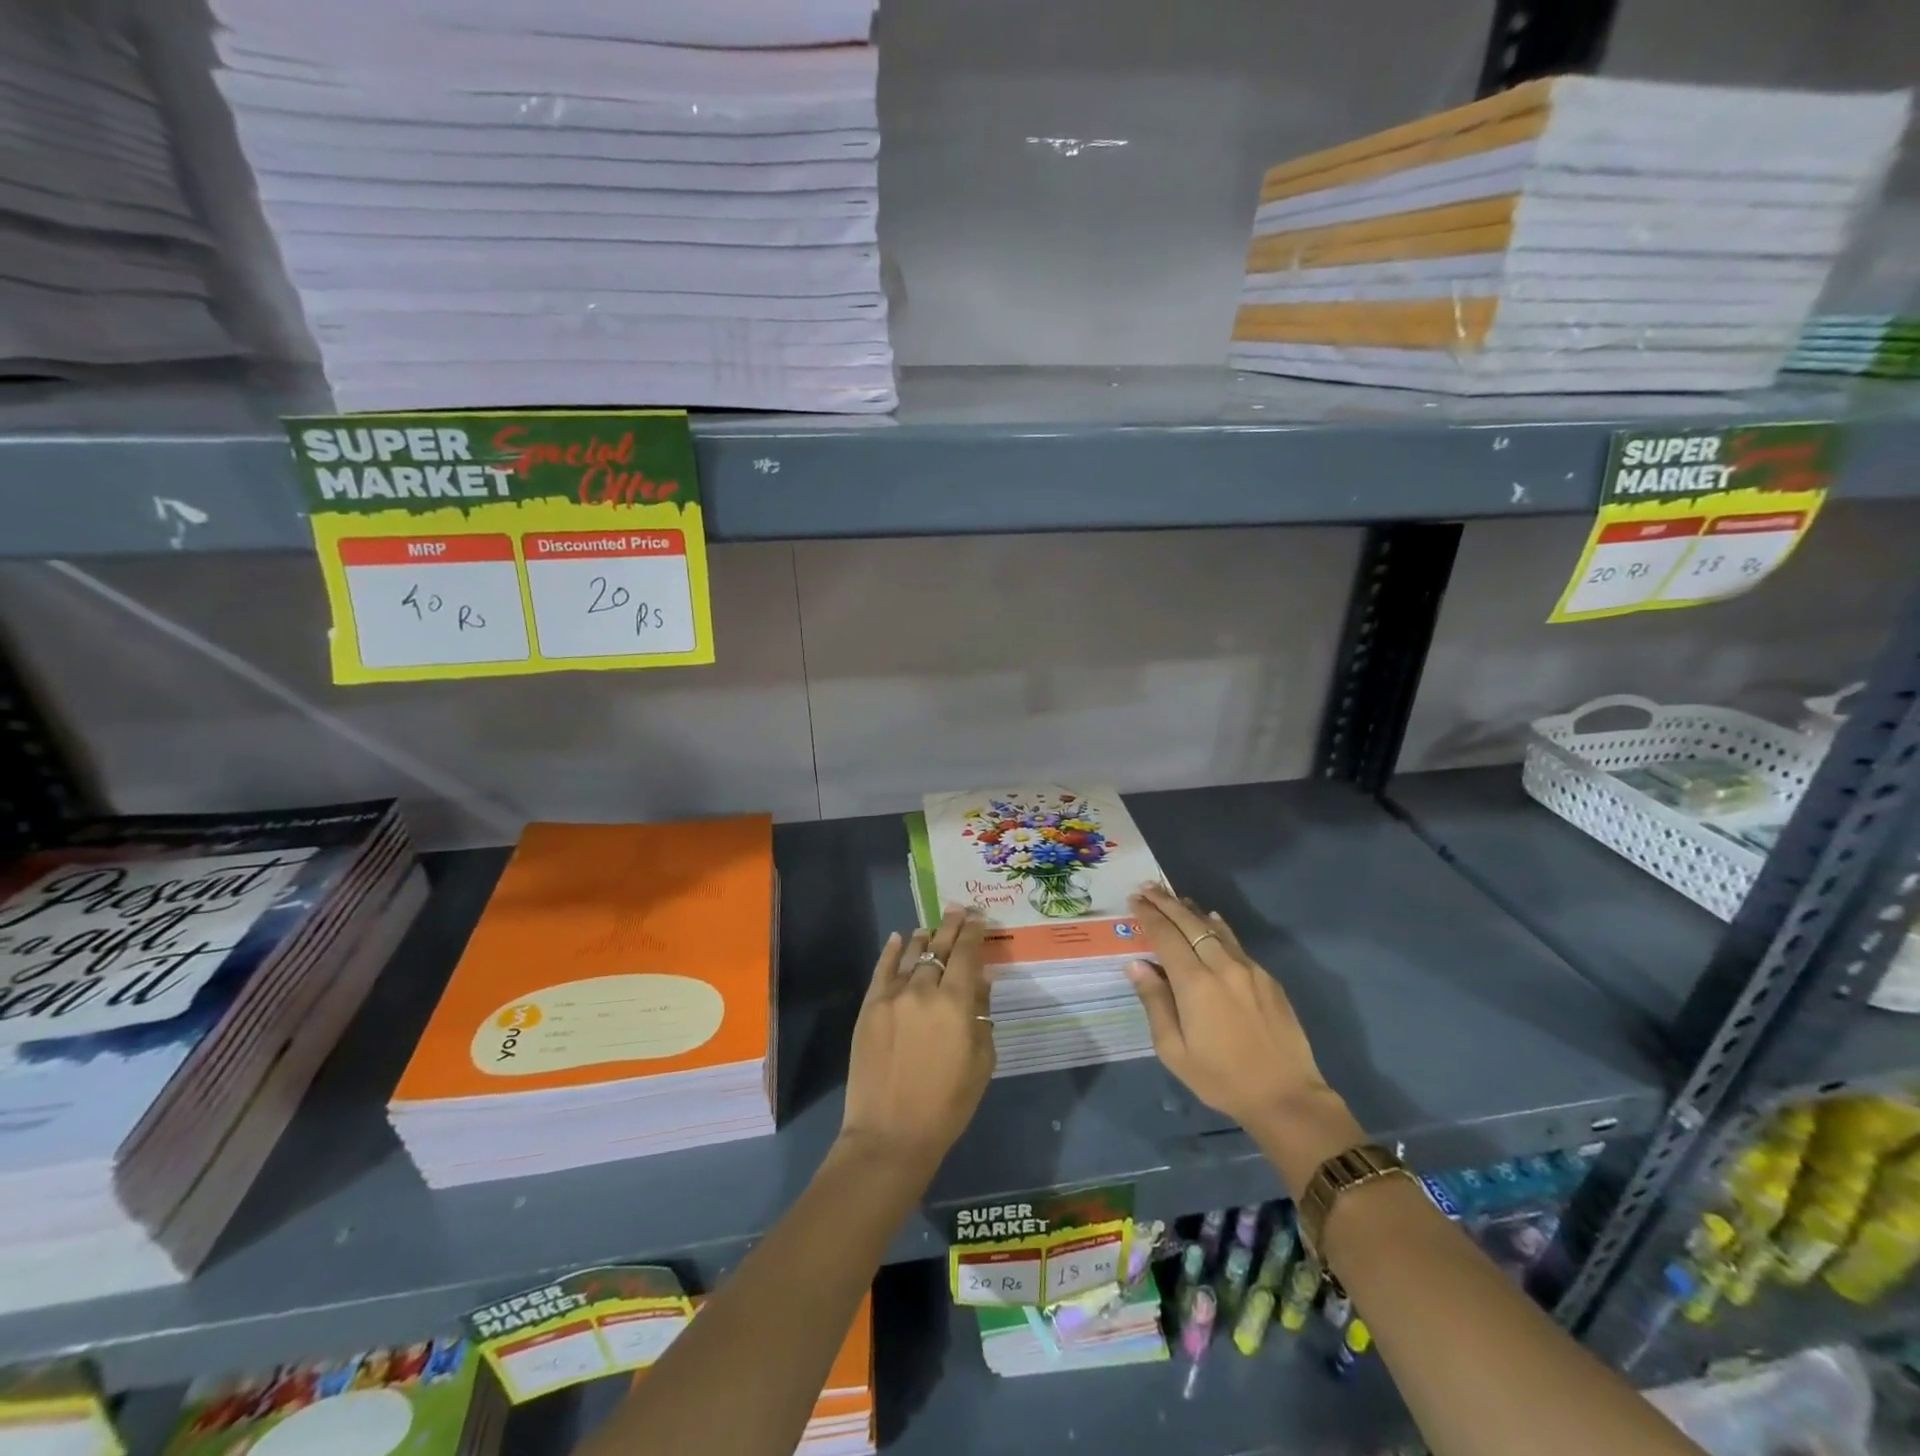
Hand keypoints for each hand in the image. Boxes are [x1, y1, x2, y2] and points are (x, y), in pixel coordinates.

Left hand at [839, 907, 995, 1178]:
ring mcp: (892, 996)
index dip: (973, 933)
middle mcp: (924, 990)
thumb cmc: (947, 1104)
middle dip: (951, 926)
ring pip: (911, 955)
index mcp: (956, 1003)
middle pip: (939, 948)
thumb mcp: (981, 1062)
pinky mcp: (870, 1008)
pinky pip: (882, 970)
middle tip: (958, 909)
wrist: (891, 1134)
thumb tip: (980, 982)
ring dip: (924, 938)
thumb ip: (981, 1016)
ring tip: (931, 927)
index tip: (978, 918)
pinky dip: (892, 951)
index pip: (966, 954)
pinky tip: (899, 939)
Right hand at [1125, 885, 1356, 1176]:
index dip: (1149, 916)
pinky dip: (1217, 927)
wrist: (1286, 1097)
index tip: (1134, 900)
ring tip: (1175, 899)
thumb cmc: (1221, 1078)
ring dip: (1191, 911)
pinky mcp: (1267, 979)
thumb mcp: (1174, 1050)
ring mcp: (1249, 969)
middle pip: (1190, 923)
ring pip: (1215, 928)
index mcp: (1195, 984)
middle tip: (1148, 888)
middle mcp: (1222, 966)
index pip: (1166, 936)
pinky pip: (1235, 942)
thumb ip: (1155, 1002)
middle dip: (1166, 903)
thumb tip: (1137, 965)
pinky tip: (1211, 922)